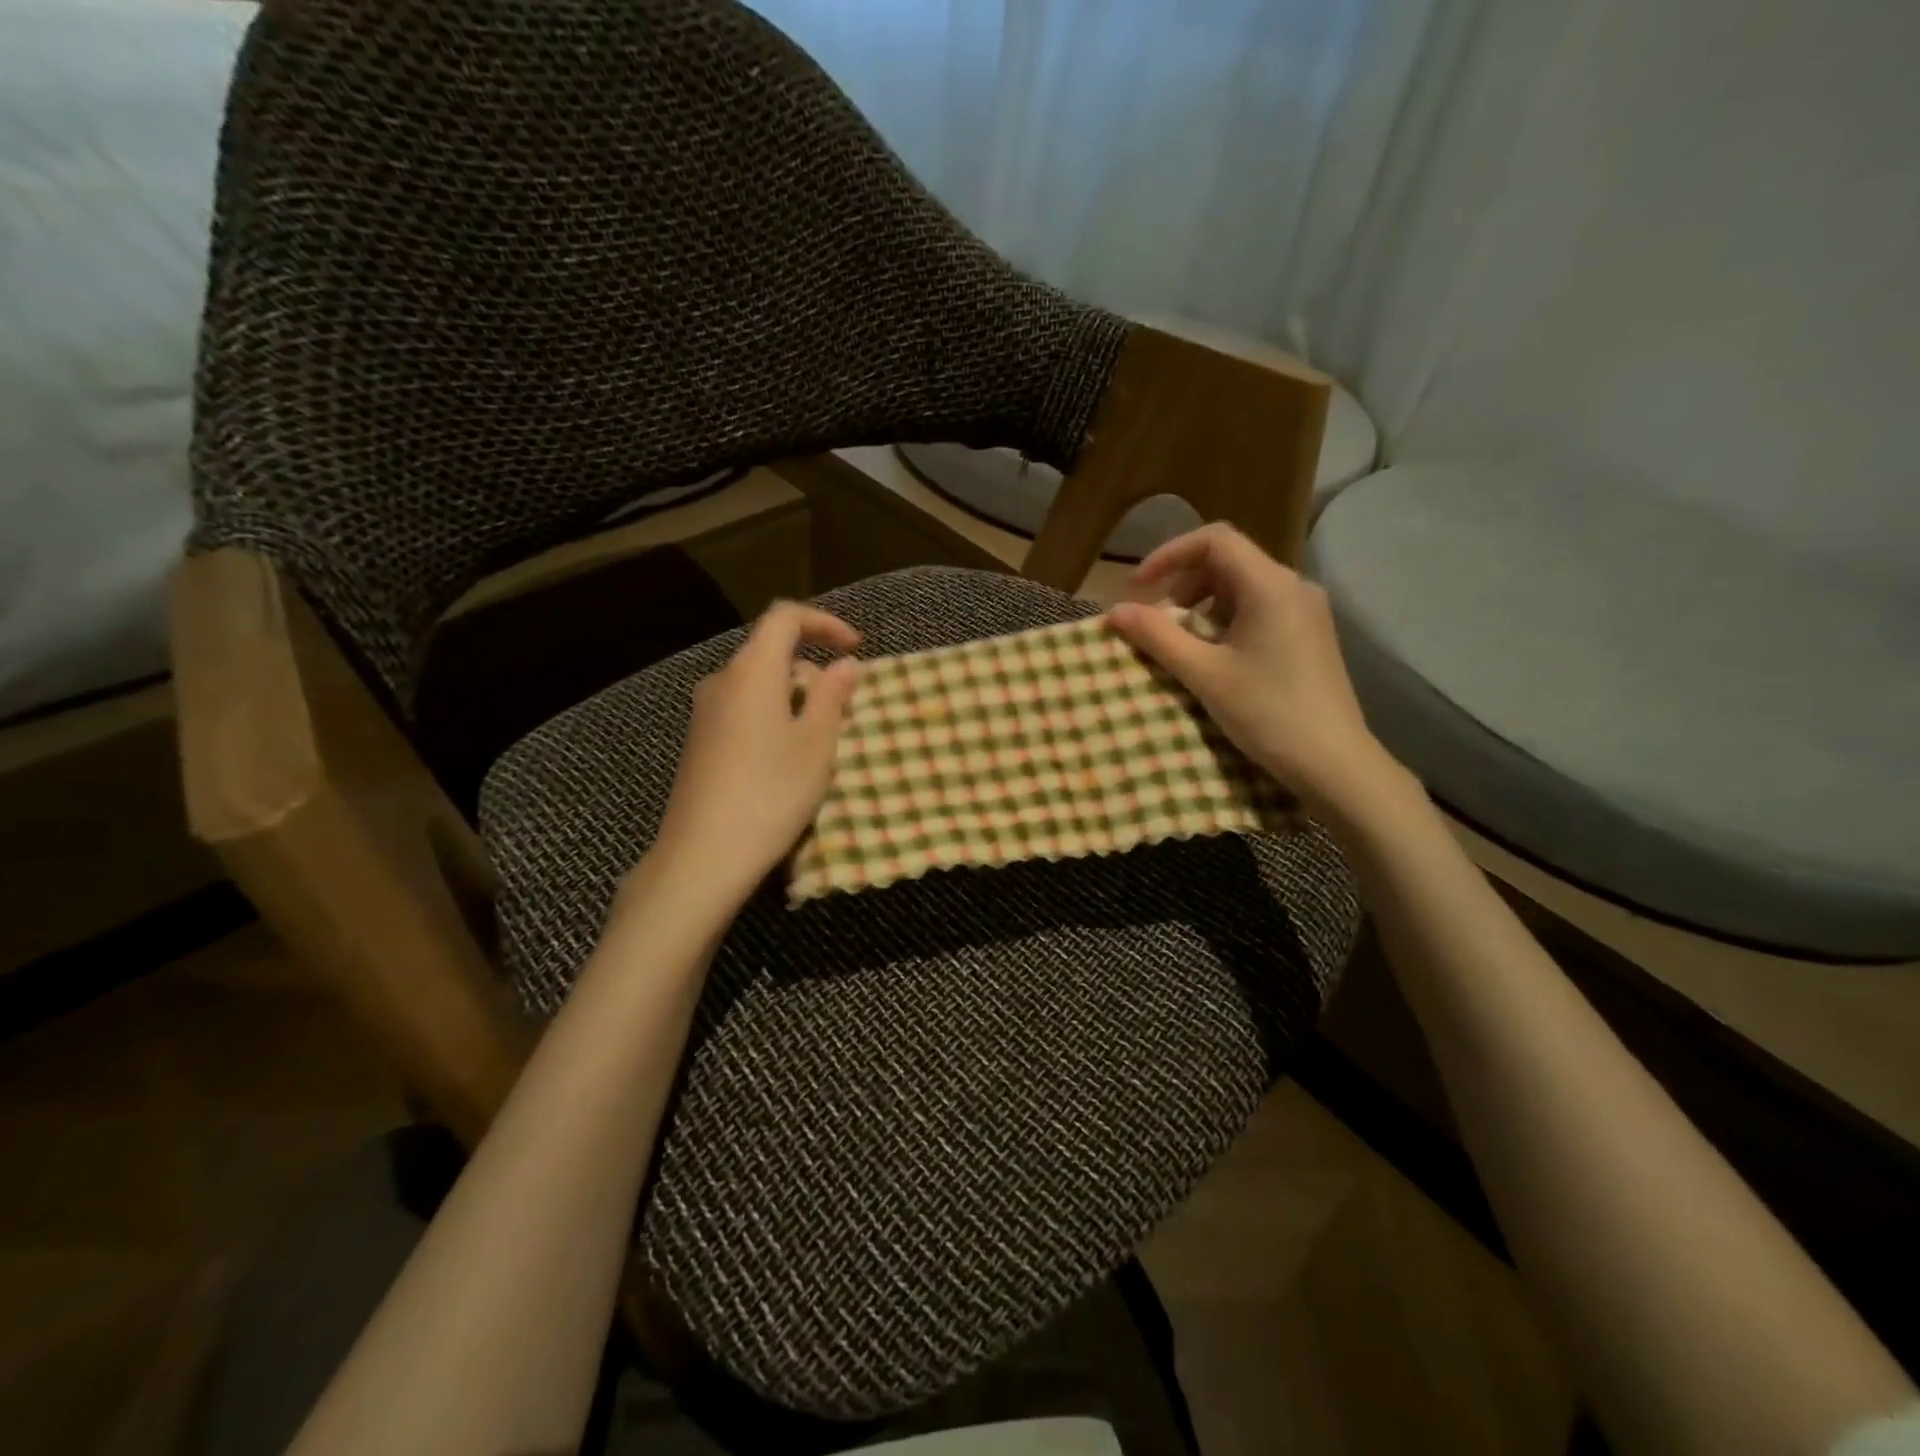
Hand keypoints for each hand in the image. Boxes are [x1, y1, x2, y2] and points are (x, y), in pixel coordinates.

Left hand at [644, 602, 861, 910]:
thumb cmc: (771, 792)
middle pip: (771, 653)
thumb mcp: (816, 744)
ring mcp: (705, 713)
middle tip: (844, 711)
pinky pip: (743, 710)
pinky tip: (785, 761)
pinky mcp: (699, 742)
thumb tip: (846, 663)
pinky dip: (772, 718)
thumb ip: (833, 696)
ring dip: (794, 699)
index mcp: (752, 672)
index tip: (855, 649)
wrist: (703, 855)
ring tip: (819, 743)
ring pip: (758, 686)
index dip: (824, 623)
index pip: (785, 617)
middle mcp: (722, 682)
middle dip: (813, 671)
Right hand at [1107, 524, 1396, 818]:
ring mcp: (1306, 610)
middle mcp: (1293, 586)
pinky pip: (1259, 608)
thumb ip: (1157, 637)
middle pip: (1228, 561)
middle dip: (1183, 584)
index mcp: (1271, 585)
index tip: (1138, 588)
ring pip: (1242, 586)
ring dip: (1202, 605)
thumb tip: (1115, 612)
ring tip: (1181, 643)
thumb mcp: (1204, 674)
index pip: (1214, 540)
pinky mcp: (1309, 634)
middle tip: (1157, 623)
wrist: (1334, 763)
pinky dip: (1226, 620)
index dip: (1168, 555)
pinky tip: (1215, 657)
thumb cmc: (1267, 713)